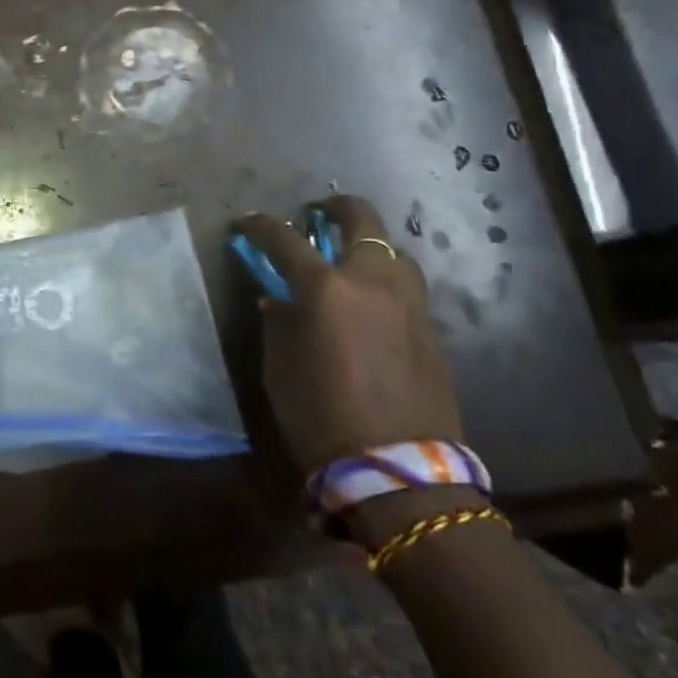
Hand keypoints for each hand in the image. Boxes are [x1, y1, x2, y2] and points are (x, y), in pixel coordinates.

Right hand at [235, 197, 462, 478]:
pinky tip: (371, 302)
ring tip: (350, 260)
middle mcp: (372, 281)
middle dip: (335, 208)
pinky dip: (385, 279)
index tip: (247, 223)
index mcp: (326, 288)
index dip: (261, 226)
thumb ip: (279, 322)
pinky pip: (406, 286)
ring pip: (394, 249)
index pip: (285, 239)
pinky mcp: (431, 328)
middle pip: (361, 219)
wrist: (398, 469)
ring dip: (369, 244)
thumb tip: (279, 300)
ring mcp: (409, 302)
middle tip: (316, 214)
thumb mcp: (280, 367)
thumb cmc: (321, 416)